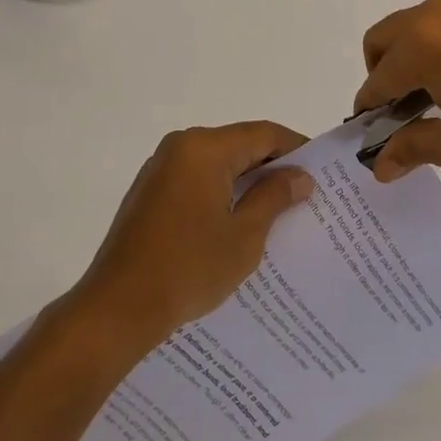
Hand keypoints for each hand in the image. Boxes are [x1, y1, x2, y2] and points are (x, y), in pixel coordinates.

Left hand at [68, 122, 311, 348]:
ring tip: (276, 210)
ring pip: (216, 162)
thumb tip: (300, 175)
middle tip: (304, 193)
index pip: (262, 134)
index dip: (295, 148)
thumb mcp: (244, 236)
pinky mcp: (149, 191)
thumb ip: (274, 197)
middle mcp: (180, 146)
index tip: (321, 170)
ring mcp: (160, 168)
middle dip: (271, 165)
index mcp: (204, 148)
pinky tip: (237, 220)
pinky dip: (220, 191)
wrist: (118, 306)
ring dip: (245, 180)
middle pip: (238, 144)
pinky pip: (196, 178)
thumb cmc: (188, 268)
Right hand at [355, 0, 440, 184]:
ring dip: (423, 50)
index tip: (375, 128)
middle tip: (407, 104)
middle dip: (384, 69)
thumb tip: (380, 165)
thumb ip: (412, 150)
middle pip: (387, 35)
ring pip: (428, 20)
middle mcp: (440, 12)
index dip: (370, 106)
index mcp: (421, 45)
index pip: (377, 78)